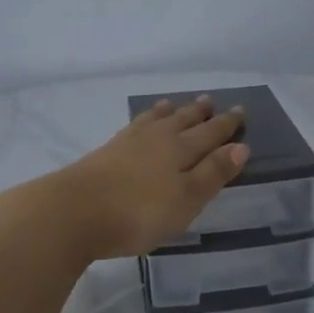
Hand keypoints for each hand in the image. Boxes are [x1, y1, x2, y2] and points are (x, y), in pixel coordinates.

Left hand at [51, 96, 249, 259]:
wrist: (74, 211)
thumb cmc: (139, 212)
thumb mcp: (186, 199)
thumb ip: (213, 173)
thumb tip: (240, 146)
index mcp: (180, 149)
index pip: (210, 133)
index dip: (226, 125)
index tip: (240, 112)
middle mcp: (156, 139)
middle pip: (183, 121)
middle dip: (199, 113)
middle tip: (210, 101)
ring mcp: (127, 143)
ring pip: (155, 120)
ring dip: (169, 112)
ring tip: (174, 104)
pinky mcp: (105, 152)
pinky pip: (133, 127)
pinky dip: (143, 120)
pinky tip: (139, 124)